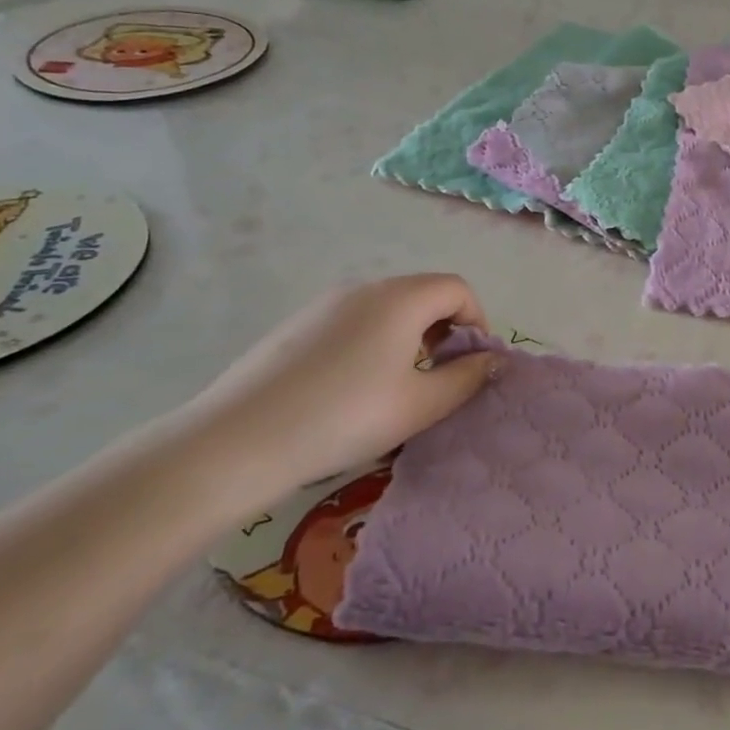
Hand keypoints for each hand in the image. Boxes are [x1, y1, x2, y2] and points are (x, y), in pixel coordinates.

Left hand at [163, 275, 496, 508]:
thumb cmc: (345, 417)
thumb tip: (491, 360)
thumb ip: (466, 379)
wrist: (237, 441)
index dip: (477, 321)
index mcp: (400, 298)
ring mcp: (324, 304)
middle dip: (444, 330)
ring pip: (386, 309)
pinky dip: (372, 343)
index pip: (458, 289)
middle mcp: (364, 288)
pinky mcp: (295, 325)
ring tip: (398, 388)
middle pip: (422, 294)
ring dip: (409, 338)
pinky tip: (351, 390)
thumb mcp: (420, 405)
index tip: (473, 364)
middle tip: (439, 378)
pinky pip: (353, 322)